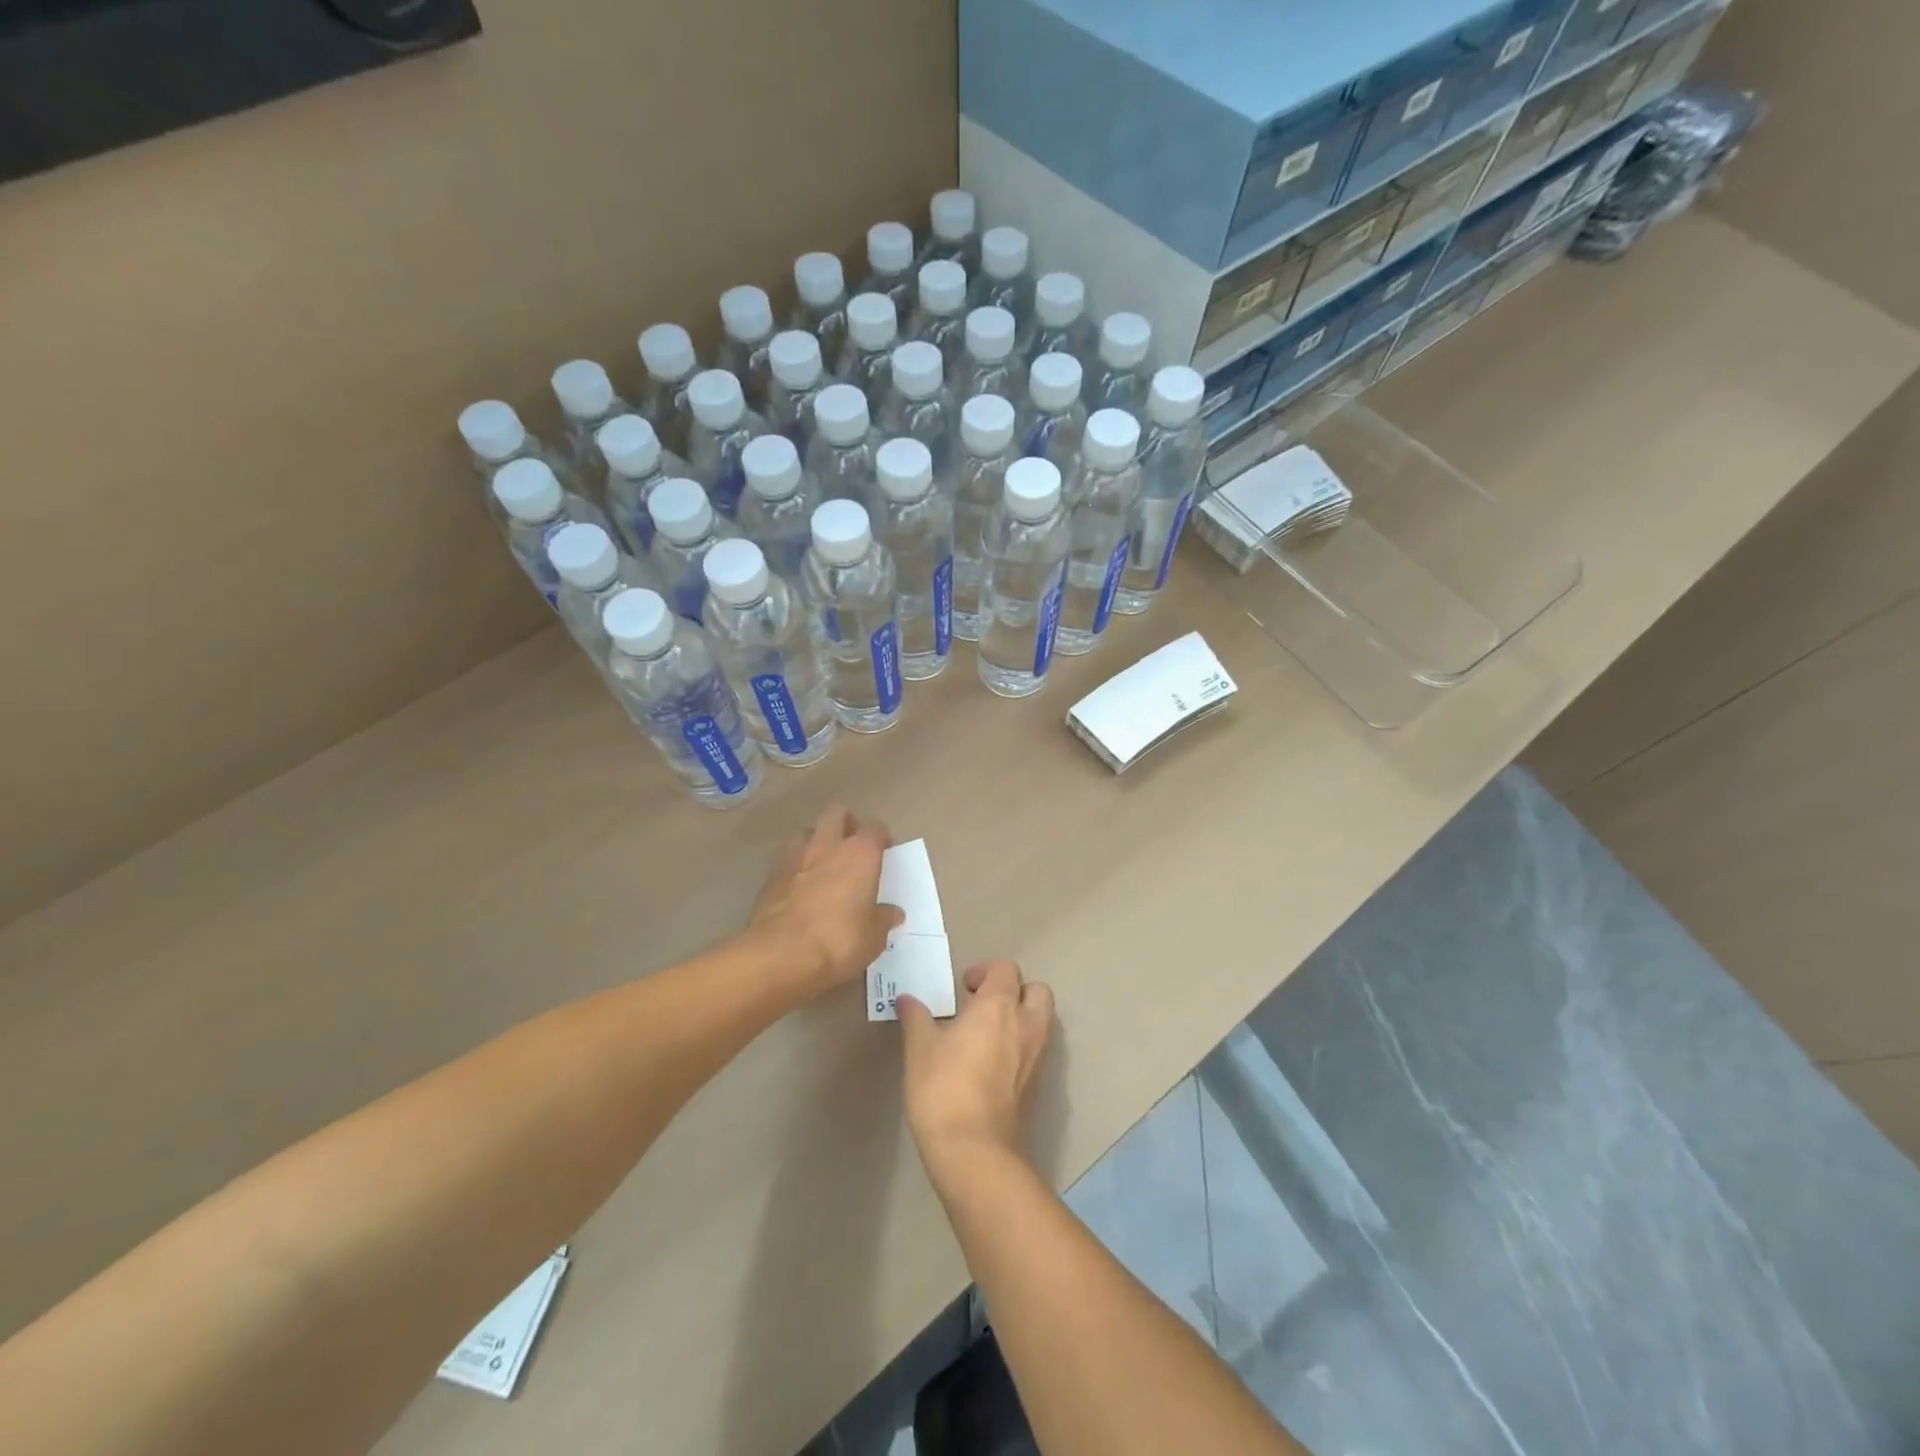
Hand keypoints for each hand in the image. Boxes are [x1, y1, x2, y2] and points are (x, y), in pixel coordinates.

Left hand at [750, 806, 901, 1000]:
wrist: (780, 954)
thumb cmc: (839, 941)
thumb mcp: (873, 938)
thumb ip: (883, 919)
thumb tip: (893, 913)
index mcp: (860, 854)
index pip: (875, 828)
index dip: (881, 837)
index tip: (885, 851)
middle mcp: (828, 846)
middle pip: (837, 813)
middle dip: (846, 824)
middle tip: (852, 846)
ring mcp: (795, 857)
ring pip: (807, 831)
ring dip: (816, 840)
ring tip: (822, 862)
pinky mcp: (770, 875)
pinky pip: (786, 858)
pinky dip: (795, 865)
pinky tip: (799, 885)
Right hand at [899, 960, 1053, 1186]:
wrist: (975, 1151)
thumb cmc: (943, 1088)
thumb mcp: (920, 1048)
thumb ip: (916, 1018)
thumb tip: (907, 1000)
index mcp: (999, 1005)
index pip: (1006, 969)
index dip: (985, 971)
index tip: (963, 988)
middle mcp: (1027, 1024)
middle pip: (1037, 990)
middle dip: (1015, 991)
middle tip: (984, 1005)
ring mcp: (1038, 1056)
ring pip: (1041, 1021)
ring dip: (1021, 1018)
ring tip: (986, 1035)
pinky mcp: (1038, 1085)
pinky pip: (1037, 1050)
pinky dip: (1021, 1046)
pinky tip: (991, 1064)